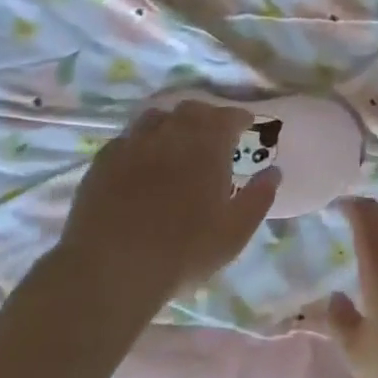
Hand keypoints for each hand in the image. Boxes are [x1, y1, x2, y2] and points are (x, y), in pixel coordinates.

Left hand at [59, 102, 278, 289]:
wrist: (111, 267)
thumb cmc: (183, 251)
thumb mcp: (234, 232)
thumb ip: (258, 198)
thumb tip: (274, 172)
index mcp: (207, 146)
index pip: (227, 116)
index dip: (239, 118)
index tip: (246, 125)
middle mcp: (170, 134)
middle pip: (191, 110)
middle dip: (207, 117)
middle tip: (214, 135)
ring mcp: (133, 144)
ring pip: (156, 117)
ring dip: (172, 123)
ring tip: (176, 143)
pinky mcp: (103, 160)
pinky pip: (127, 138)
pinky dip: (142, 142)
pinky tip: (142, 161)